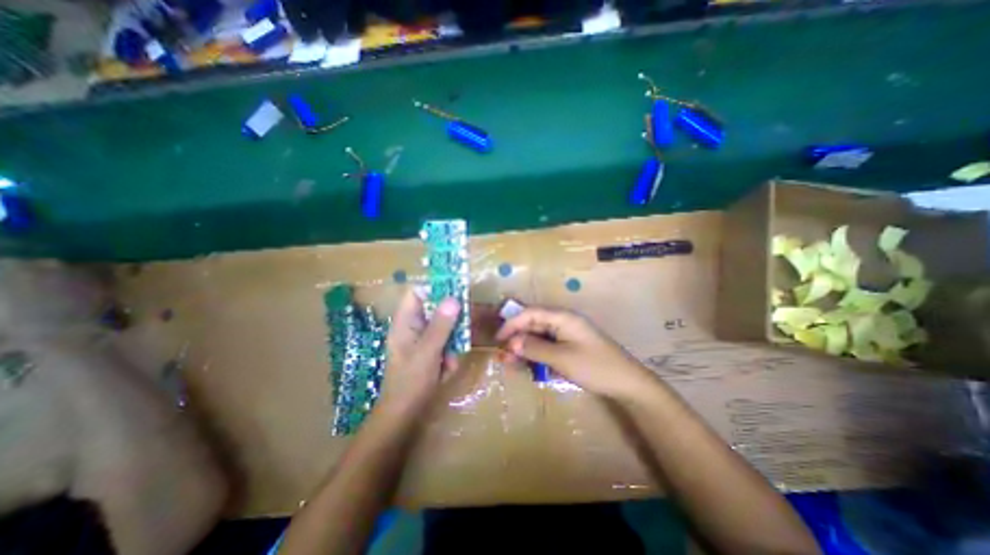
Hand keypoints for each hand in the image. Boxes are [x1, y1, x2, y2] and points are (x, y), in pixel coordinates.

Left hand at [380, 288, 463, 410]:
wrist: (404, 416)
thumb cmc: (410, 382)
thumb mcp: (427, 351)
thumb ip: (440, 325)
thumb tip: (454, 298)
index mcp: (405, 322)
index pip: (417, 292)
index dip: (435, 287)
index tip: (458, 290)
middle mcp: (414, 326)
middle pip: (436, 308)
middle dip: (451, 322)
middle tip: (462, 332)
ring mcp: (423, 340)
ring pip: (445, 327)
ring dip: (452, 343)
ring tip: (449, 361)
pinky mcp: (431, 351)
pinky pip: (447, 343)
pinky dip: (450, 355)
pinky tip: (446, 370)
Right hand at [494, 306, 655, 400]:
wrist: (627, 383)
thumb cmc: (595, 367)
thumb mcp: (561, 358)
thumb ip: (535, 348)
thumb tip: (511, 343)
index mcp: (562, 317)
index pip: (530, 313)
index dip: (512, 323)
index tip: (498, 339)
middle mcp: (563, 321)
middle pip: (533, 323)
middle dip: (517, 337)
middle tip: (504, 355)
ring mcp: (567, 333)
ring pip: (539, 336)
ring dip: (525, 347)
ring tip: (512, 362)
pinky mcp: (570, 345)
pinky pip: (548, 345)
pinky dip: (536, 354)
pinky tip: (529, 364)